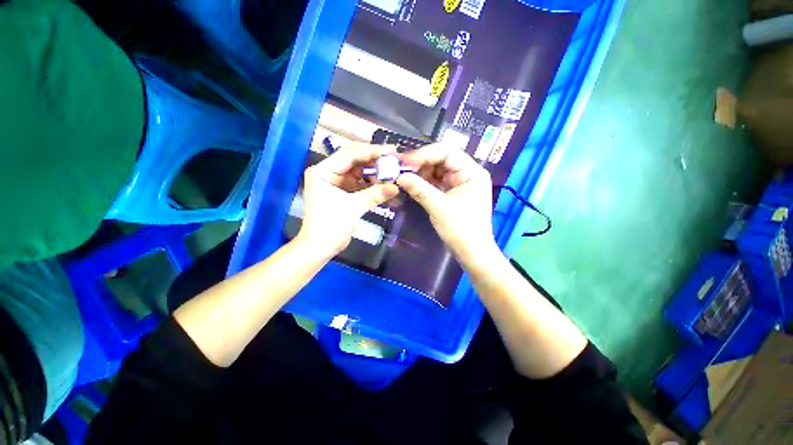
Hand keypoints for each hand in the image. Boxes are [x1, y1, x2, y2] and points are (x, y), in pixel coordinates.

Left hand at [297, 143, 399, 256]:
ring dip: (375, 173)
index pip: (350, 154)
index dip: (372, 151)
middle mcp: (328, 172)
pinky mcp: (342, 192)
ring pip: (359, 172)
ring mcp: (335, 182)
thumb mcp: (353, 207)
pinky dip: (371, 184)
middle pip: (355, 160)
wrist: (319, 247)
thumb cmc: (330, 226)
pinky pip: (359, 183)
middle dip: (375, 161)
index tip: (392, 151)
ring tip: (393, 172)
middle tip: (394, 160)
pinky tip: (385, 184)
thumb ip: (375, 194)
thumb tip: (396, 187)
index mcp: (323, 171)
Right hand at [397, 143, 496, 261]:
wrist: (472, 253)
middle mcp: (466, 173)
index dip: (425, 154)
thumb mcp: (440, 208)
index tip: (405, 162)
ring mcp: (459, 183)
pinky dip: (423, 182)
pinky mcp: (451, 192)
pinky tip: (410, 183)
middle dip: (420, 162)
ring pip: (436, 170)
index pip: (447, 152)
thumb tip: (399, 177)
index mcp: (472, 172)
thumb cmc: (462, 230)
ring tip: (402, 175)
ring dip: (419, 172)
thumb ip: (420, 189)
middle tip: (400, 168)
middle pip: (441, 159)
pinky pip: (435, 181)